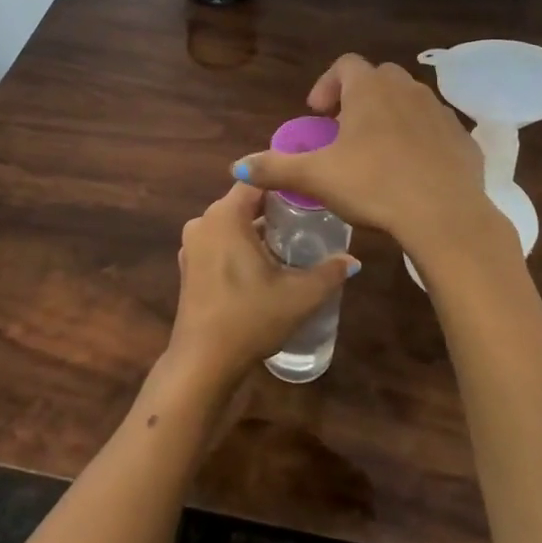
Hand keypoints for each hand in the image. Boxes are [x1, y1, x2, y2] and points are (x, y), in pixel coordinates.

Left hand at [166, 182, 357, 387]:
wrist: (204, 362)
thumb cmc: (250, 318)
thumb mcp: (299, 296)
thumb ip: (329, 273)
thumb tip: (352, 260)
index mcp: (225, 216)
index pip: (257, 180)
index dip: (284, 181)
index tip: (311, 189)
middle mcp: (204, 222)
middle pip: (244, 202)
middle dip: (275, 207)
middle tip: (309, 216)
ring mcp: (192, 245)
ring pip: (232, 224)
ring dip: (258, 229)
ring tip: (292, 241)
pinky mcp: (189, 267)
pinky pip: (220, 242)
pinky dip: (241, 245)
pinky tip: (265, 264)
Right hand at [232, 55, 499, 259]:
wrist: (444, 215)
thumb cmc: (374, 186)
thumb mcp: (317, 177)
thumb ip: (275, 168)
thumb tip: (237, 166)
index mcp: (370, 89)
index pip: (345, 65)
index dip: (326, 85)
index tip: (318, 115)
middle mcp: (407, 89)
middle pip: (378, 78)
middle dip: (358, 98)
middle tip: (344, 131)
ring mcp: (440, 112)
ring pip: (409, 101)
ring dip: (390, 117)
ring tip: (377, 152)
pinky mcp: (463, 138)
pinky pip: (435, 129)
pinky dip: (419, 139)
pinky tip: (411, 171)